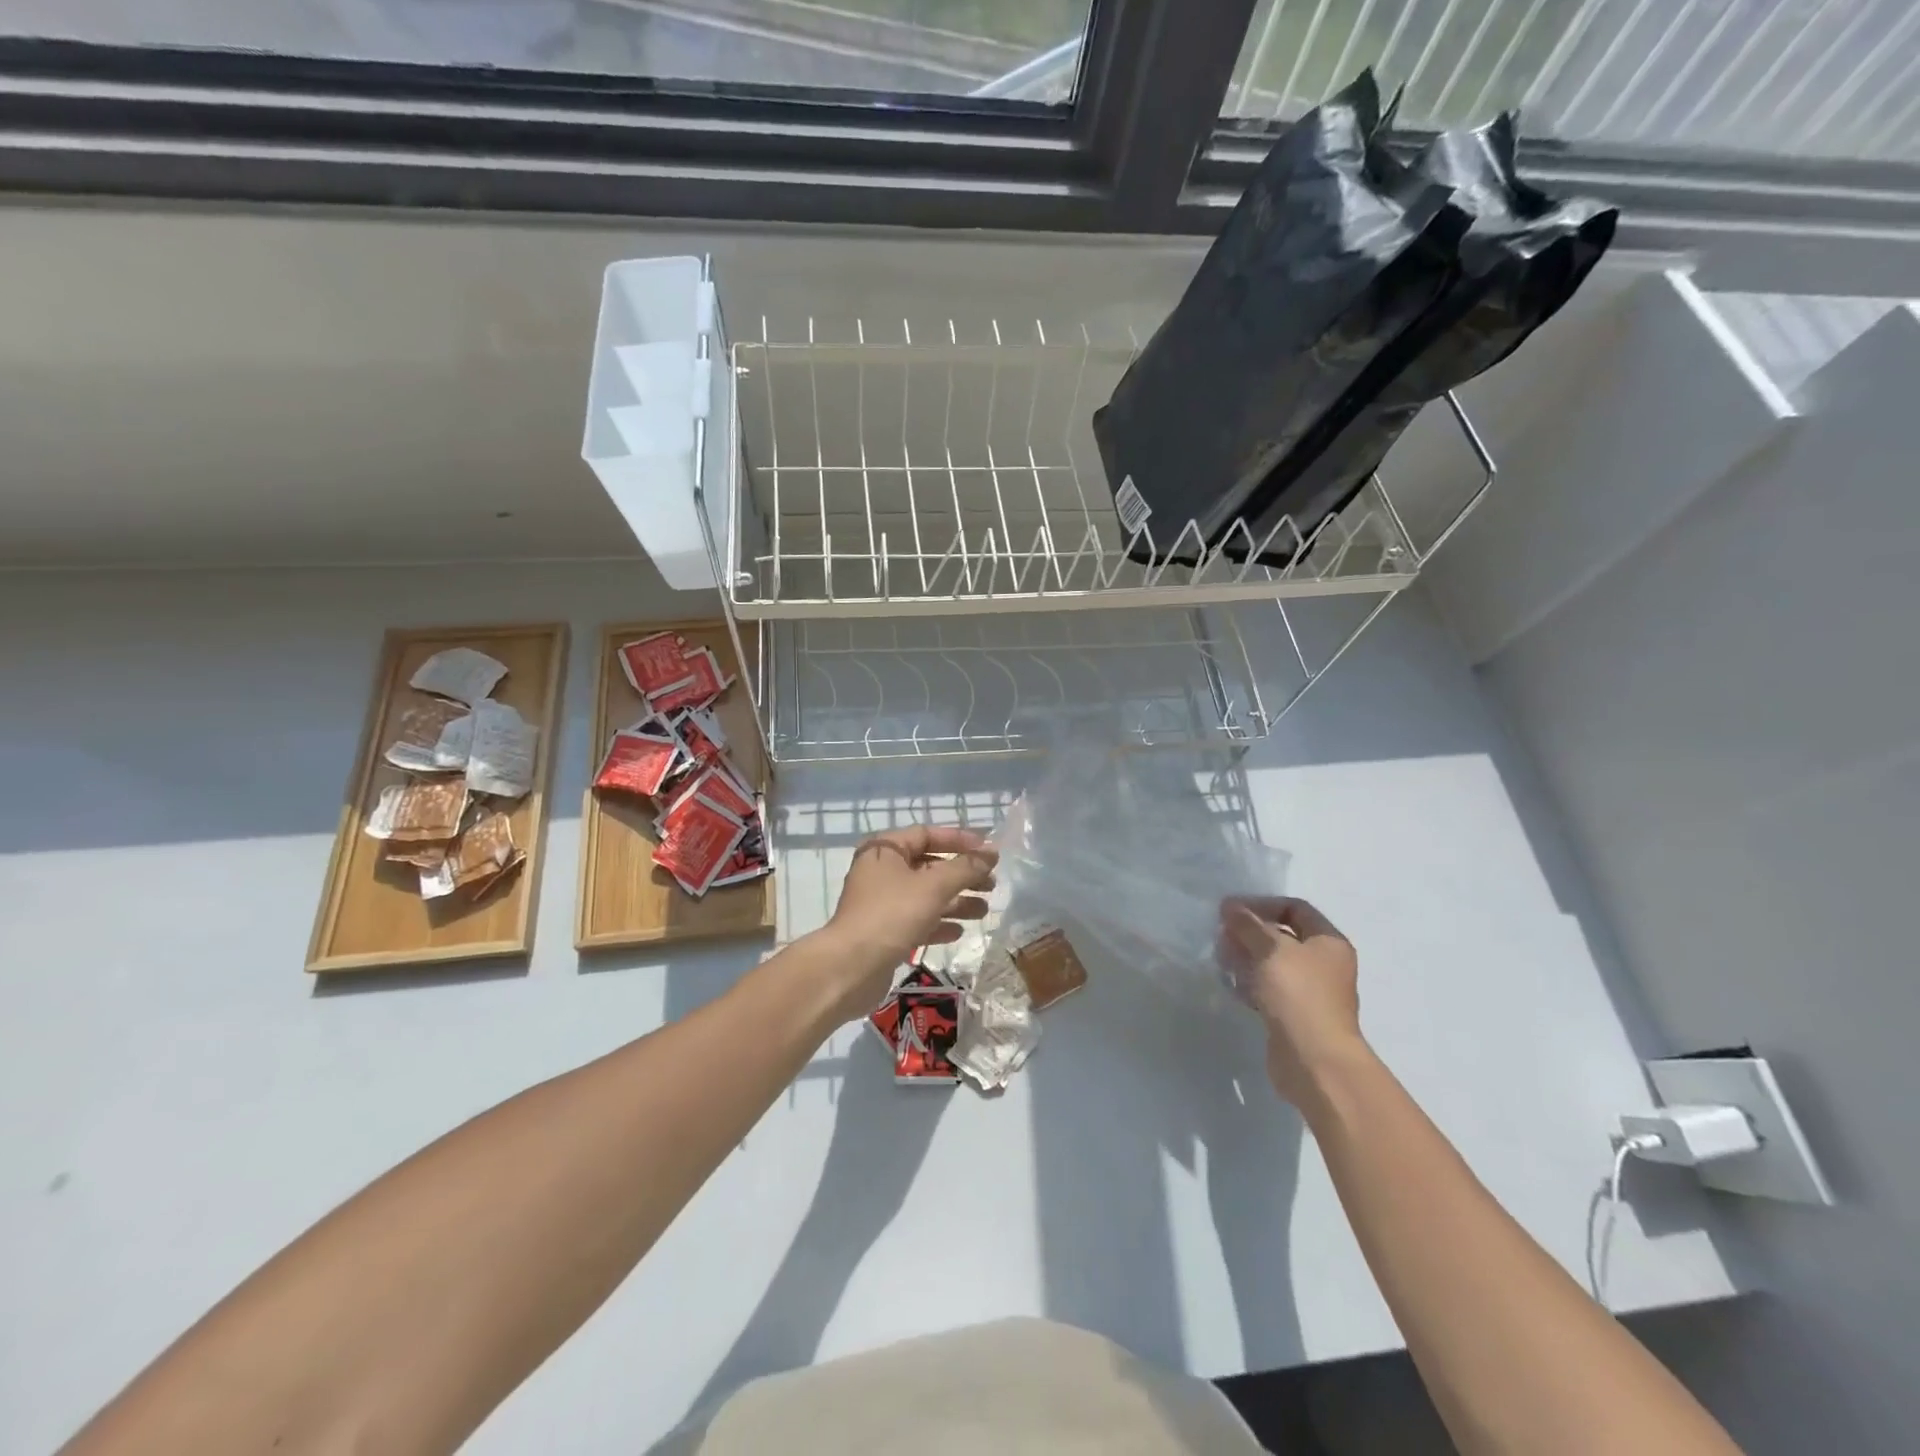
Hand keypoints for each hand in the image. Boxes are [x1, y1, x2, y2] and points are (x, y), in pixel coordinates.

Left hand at [816, 826, 997, 1020]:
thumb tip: (991, 852)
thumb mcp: (934, 887)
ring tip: (984, 910)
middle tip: (991, 885)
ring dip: (955, 901)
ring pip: (926, 895)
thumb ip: (965, 868)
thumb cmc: (892, 914)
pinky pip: (917, 920)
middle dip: (962, 875)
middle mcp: (881, 872)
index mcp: (885, 850)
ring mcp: (881, 903)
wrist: (850, 967)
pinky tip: (959, 931)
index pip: (927, 834)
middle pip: (929, 866)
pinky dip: (938, 923)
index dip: (959, 840)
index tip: (988, 851)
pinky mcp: (884, 931)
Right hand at [1219, 896, 1366, 1107]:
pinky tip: (1231, 985)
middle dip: (1249, 933)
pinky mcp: (1294, 1014)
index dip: (1262, 904)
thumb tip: (1231, 906)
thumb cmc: (1298, 994)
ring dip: (1246, 958)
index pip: (1295, 908)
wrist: (1314, 1060)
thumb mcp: (1270, 949)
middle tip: (1222, 936)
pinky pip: (1268, 989)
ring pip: (1272, 963)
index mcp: (1328, 941)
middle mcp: (1323, 963)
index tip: (1230, 910)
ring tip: (1222, 960)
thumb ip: (1248, 924)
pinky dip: (1250, 983)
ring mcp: (1310, 991)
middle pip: (1282, 936)